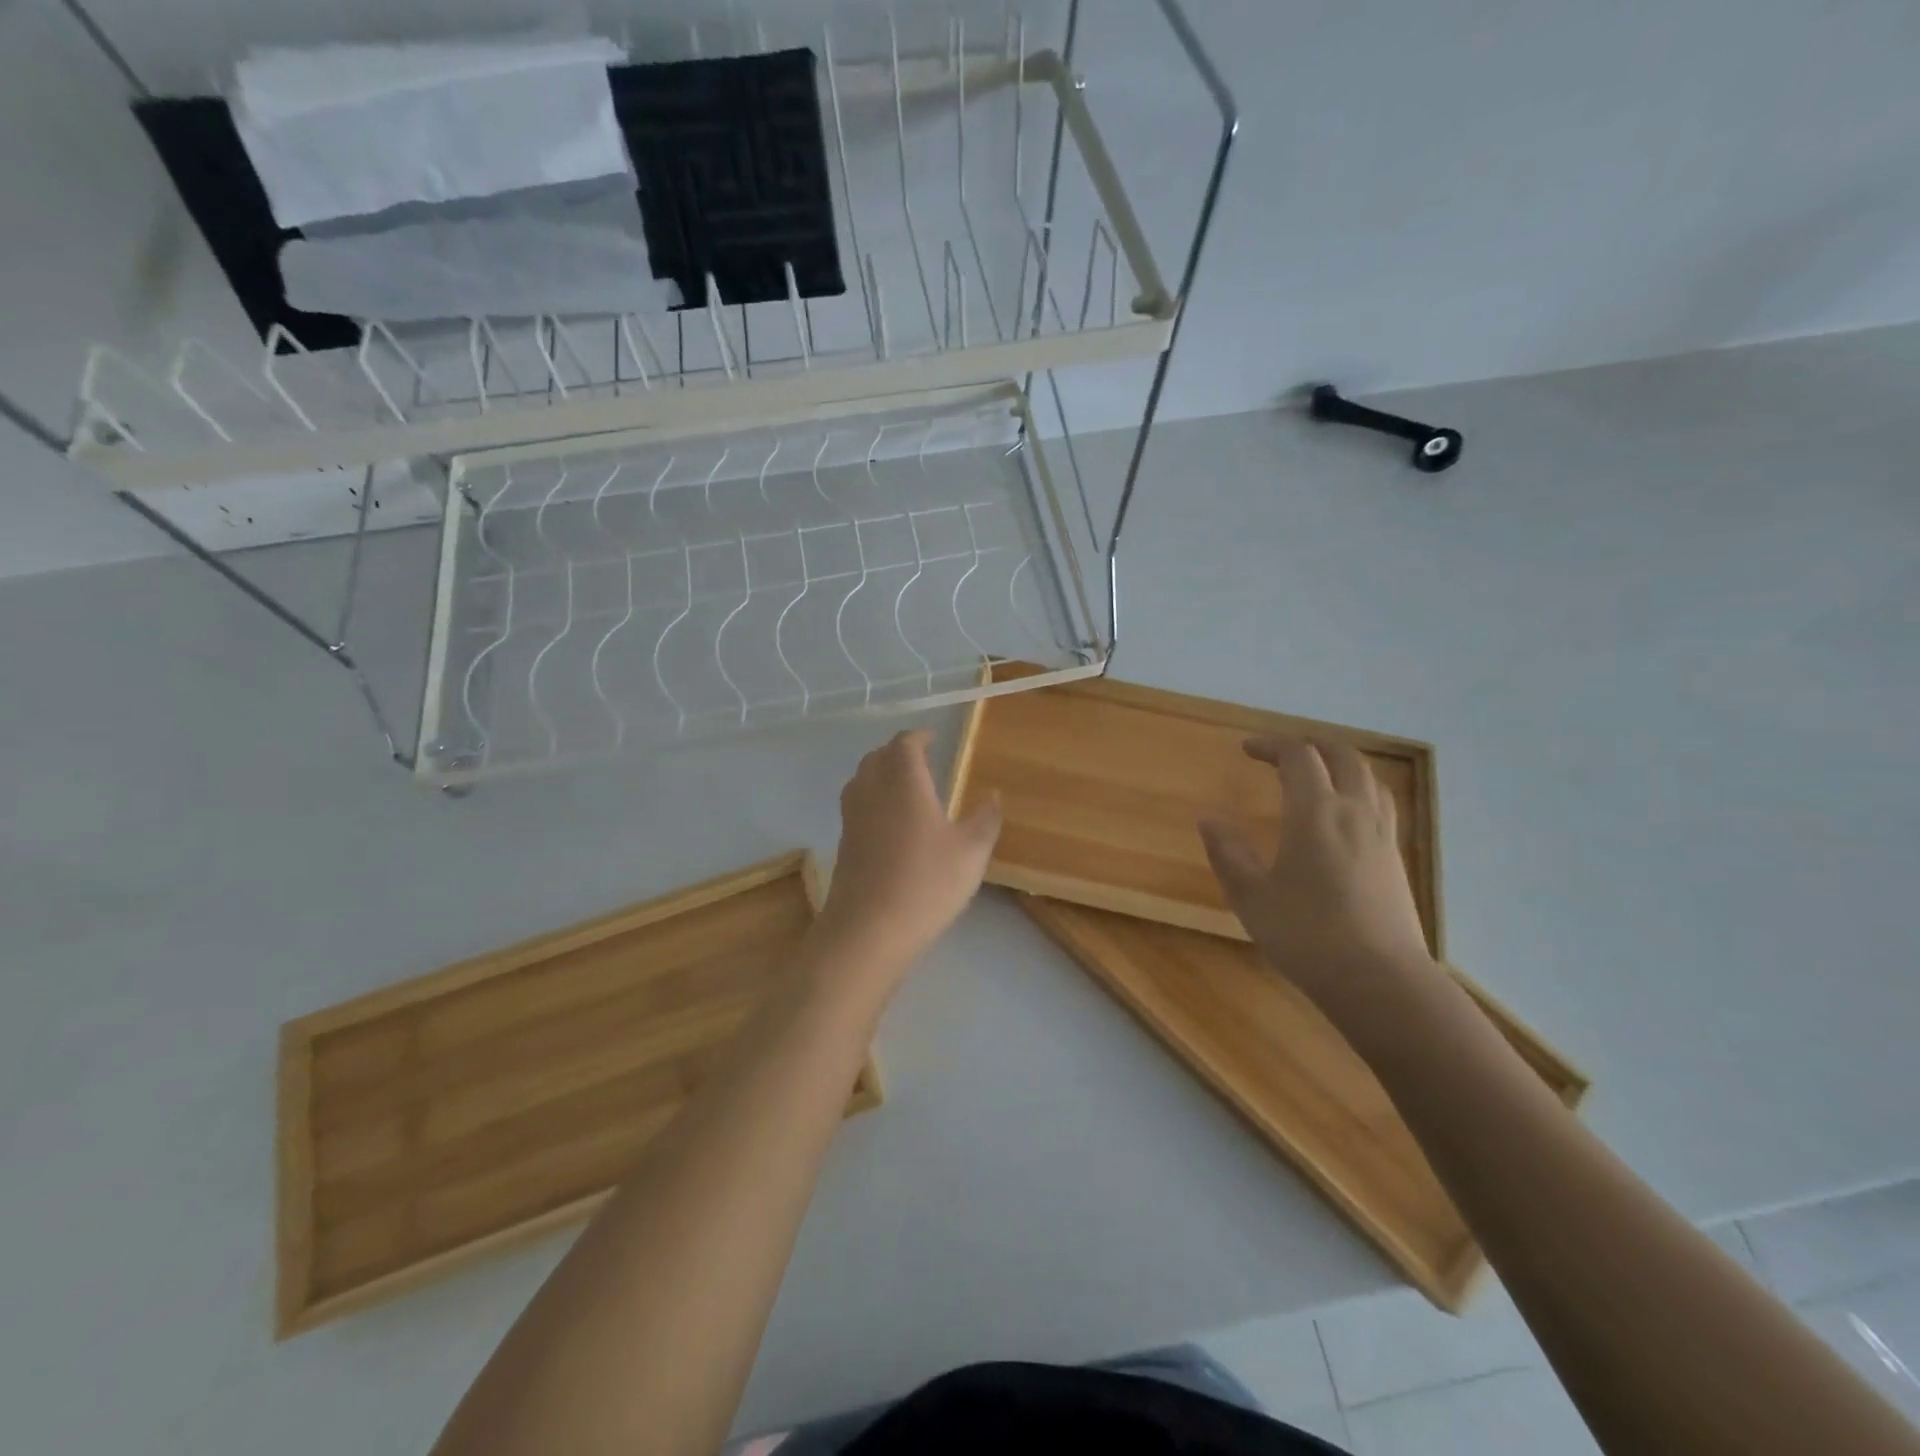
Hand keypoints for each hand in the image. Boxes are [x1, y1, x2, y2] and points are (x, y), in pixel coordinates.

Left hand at [816, 729, 1001, 972]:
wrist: (868, 930)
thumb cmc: (926, 883)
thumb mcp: (971, 852)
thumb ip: (985, 819)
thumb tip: (993, 795)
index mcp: (903, 781)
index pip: (905, 743)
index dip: (918, 737)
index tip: (933, 739)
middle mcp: (872, 790)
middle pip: (878, 756)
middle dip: (898, 752)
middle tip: (921, 760)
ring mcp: (852, 817)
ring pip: (862, 780)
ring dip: (882, 774)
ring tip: (906, 788)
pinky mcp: (843, 843)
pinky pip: (857, 806)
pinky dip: (873, 800)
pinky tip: (892, 824)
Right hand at [1198, 738, 1432, 998]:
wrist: (1380, 981)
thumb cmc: (1307, 935)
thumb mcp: (1251, 896)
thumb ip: (1228, 853)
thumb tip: (1208, 819)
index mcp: (1315, 812)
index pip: (1298, 757)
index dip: (1271, 745)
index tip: (1247, 749)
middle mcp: (1354, 812)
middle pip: (1341, 756)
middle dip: (1310, 745)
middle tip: (1282, 753)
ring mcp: (1382, 835)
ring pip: (1368, 778)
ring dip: (1339, 764)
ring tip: (1316, 775)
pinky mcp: (1396, 859)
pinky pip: (1380, 803)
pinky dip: (1358, 790)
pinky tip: (1344, 816)